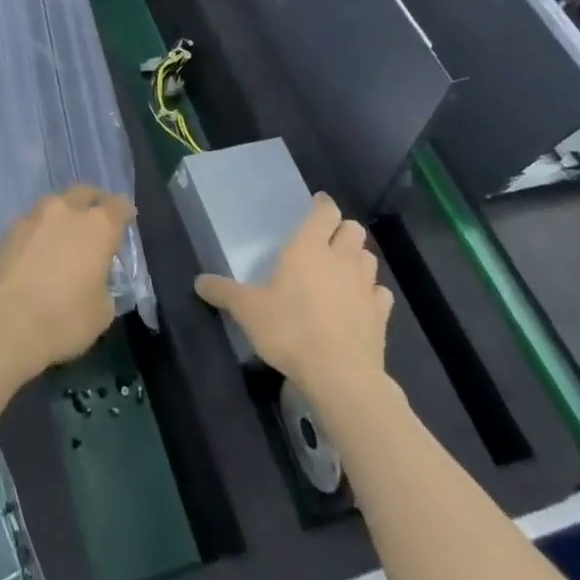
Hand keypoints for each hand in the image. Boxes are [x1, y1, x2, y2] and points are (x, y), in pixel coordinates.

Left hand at [0, 185, 135, 375]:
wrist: (0, 324)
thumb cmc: (63, 318)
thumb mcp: (102, 312)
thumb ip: (104, 286)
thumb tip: (95, 281)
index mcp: (96, 226)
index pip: (118, 205)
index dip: (124, 212)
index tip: (127, 220)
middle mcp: (63, 211)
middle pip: (83, 194)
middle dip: (92, 204)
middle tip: (96, 223)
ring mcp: (30, 219)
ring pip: (52, 209)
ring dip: (61, 220)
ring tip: (62, 243)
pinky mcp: (4, 234)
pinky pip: (29, 228)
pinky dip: (37, 238)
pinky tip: (35, 260)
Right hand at [195, 193, 392, 396]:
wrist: (339, 374)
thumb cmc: (289, 329)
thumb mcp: (247, 310)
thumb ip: (224, 292)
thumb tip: (199, 282)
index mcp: (309, 247)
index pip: (325, 212)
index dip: (322, 205)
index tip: (317, 204)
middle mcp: (341, 259)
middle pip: (353, 229)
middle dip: (342, 230)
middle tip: (326, 240)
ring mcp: (365, 286)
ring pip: (368, 258)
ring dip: (357, 258)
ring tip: (341, 270)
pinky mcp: (380, 315)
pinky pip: (379, 293)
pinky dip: (371, 292)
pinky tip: (358, 303)